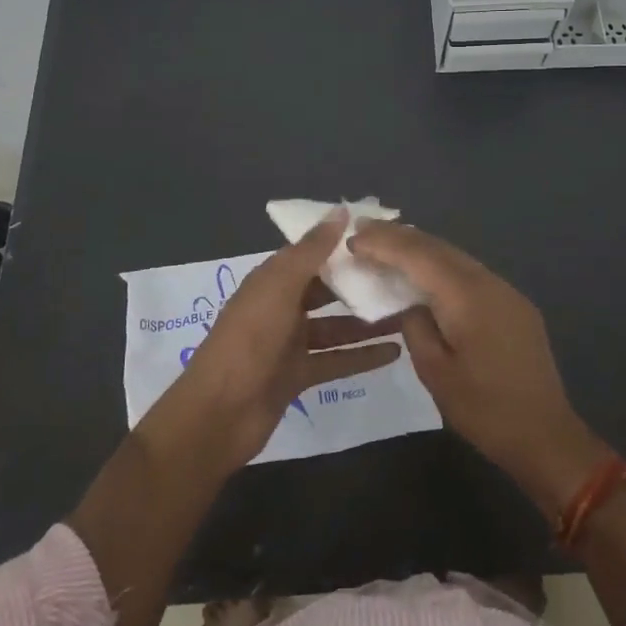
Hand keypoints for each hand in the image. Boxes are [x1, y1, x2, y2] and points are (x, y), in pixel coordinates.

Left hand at [173, 210, 403, 466]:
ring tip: (408, 313)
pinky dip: (363, 356)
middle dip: (360, 283)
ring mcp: (290, 343)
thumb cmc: (249, 341)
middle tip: (404, 277)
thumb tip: (341, 210)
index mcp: (272, 280)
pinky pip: (336, 360)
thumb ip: (312, 250)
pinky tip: (396, 352)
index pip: (312, 253)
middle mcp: (282, 307)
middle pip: (327, 289)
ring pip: (336, 326)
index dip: (344, 244)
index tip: (383, 237)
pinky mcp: (299, 375)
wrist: (218, 415)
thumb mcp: (280, 288)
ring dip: (367, 321)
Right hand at [349, 221, 610, 515]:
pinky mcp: (513, 304)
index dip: (384, 243)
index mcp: (467, 296)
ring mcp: (506, 291)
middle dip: (400, 236)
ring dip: (422, 248)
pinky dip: (442, 266)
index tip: (353, 237)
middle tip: (364, 230)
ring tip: (388, 244)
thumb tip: (410, 303)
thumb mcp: (435, 372)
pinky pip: (470, 273)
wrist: (545, 434)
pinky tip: (426, 272)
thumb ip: (415, 327)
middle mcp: (488, 282)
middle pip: (438, 247)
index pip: (418, 255)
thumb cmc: (484, 409)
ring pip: (456, 256)